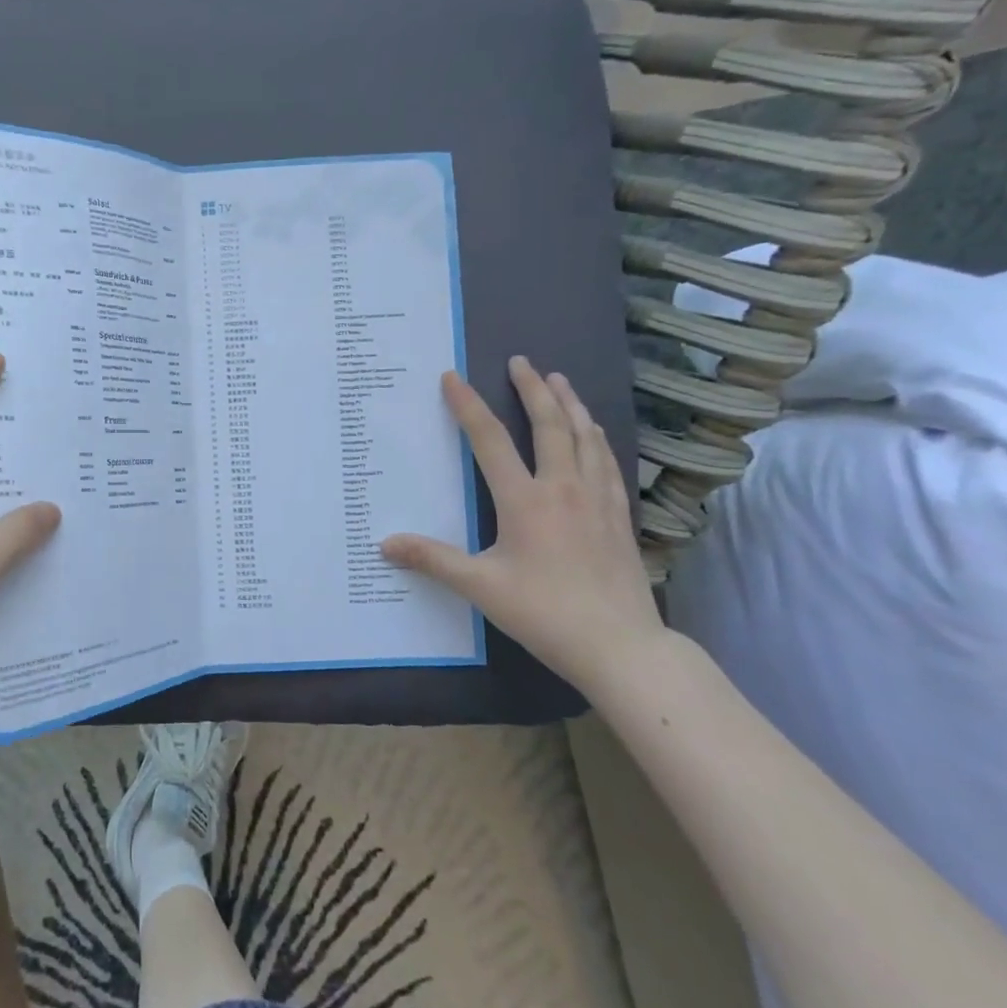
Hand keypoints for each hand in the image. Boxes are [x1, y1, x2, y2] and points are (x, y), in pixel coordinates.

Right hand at [380, 356, 661, 687]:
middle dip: (533, 389)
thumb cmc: (544, 612)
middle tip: (521, 361)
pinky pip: (608, 462)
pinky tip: (595, 434)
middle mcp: (564, 488)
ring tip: (559, 381)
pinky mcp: (620, 516)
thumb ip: (433, 560)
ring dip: (570, 404)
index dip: (468, 406)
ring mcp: (599, 500)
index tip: (452, 377)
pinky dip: (597, 438)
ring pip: (585, 437)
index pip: (490, 441)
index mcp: (525, 500)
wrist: (621, 646)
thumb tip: (385, 544)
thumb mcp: (480, 587)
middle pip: (549, 425)